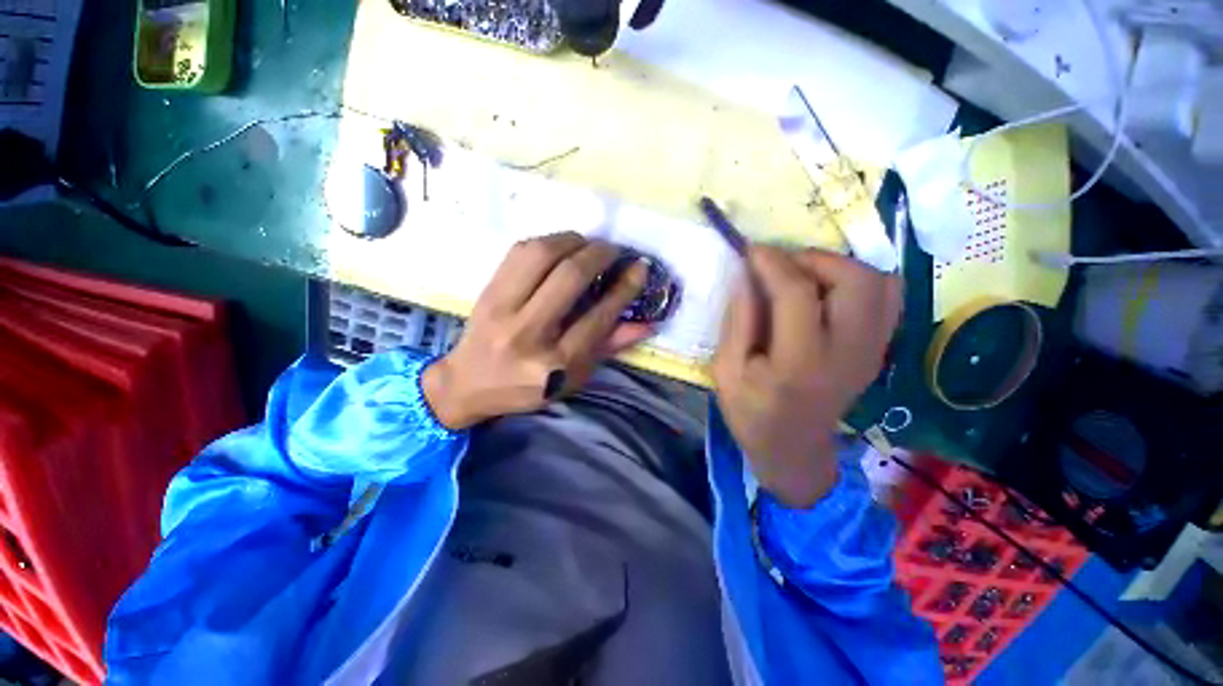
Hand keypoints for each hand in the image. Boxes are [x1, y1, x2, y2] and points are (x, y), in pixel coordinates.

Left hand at [423, 232, 651, 429]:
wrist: (468, 383)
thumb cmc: (528, 386)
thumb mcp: (575, 377)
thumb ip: (610, 347)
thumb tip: (649, 323)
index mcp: (556, 362)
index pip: (599, 317)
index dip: (624, 287)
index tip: (639, 268)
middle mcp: (529, 333)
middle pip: (570, 277)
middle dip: (600, 254)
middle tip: (614, 251)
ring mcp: (502, 309)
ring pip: (541, 255)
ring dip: (572, 241)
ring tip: (587, 245)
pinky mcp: (486, 291)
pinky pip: (518, 252)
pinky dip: (546, 242)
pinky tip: (559, 248)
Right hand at [712, 246, 901, 507]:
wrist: (794, 450)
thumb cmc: (752, 413)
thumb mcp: (726, 371)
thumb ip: (737, 321)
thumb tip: (747, 276)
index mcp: (800, 362)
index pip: (796, 293)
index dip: (772, 262)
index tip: (751, 250)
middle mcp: (848, 352)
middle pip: (855, 279)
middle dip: (814, 258)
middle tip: (781, 265)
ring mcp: (872, 351)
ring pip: (879, 283)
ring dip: (838, 267)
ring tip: (803, 277)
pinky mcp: (879, 350)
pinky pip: (887, 298)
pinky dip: (860, 281)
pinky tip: (827, 292)